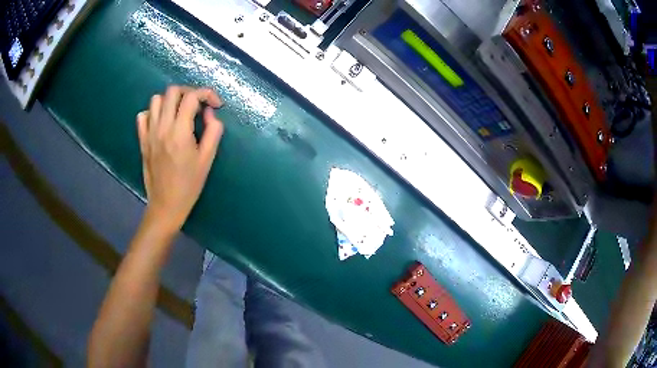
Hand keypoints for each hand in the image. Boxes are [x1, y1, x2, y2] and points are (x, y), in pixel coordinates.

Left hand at [137, 86, 223, 234]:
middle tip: (197, 104)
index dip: (207, 94)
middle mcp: (162, 127)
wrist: (166, 205)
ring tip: (179, 112)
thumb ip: (213, 131)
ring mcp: (149, 133)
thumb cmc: (189, 184)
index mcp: (180, 132)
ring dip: (170, 100)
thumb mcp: (207, 159)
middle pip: (172, 91)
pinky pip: (143, 116)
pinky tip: (161, 122)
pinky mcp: (142, 140)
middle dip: (189, 92)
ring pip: (156, 99)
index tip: (215, 104)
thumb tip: (209, 113)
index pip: (192, 97)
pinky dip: (153, 113)